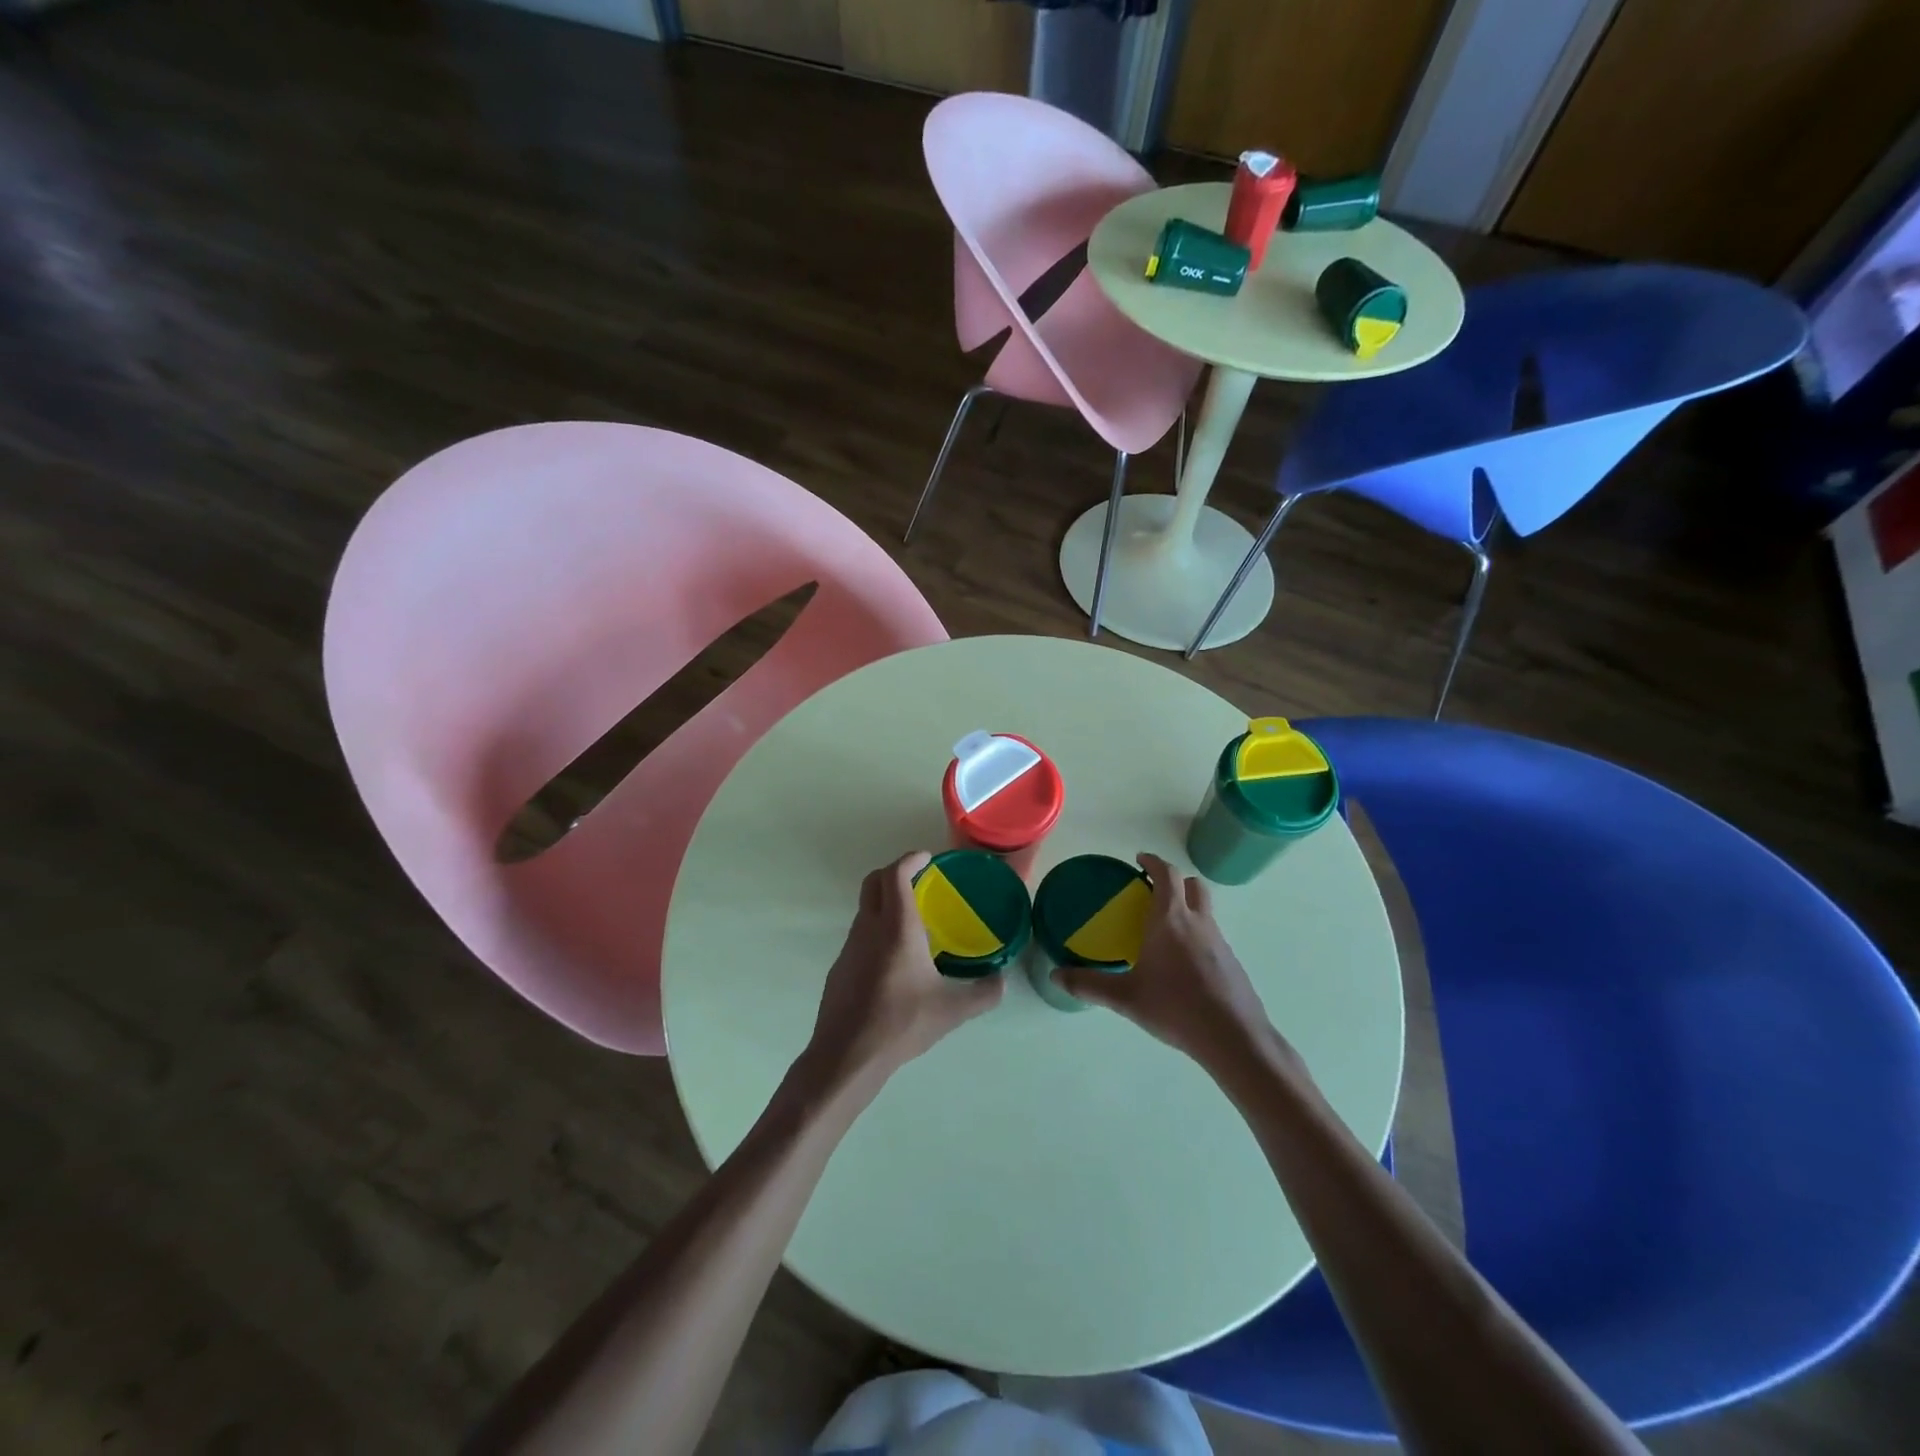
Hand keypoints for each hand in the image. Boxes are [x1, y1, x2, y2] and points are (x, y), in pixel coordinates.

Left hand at [802, 852, 1003, 1096]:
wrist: (847, 1056)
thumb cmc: (901, 1024)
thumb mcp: (952, 1011)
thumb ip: (983, 993)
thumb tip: (1002, 981)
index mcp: (897, 928)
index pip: (896, 874)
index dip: (910, 859)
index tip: (926, 858)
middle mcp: (869, 928)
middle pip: (873, 881)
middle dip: (894, 872)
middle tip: (918, 879)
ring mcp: (850, 947)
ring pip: (865, 908)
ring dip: (885, 902)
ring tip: (912, 921)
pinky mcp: (841, 967)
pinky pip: (860, 934)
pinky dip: (877, 928)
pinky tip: (895, 959)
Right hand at [1052, 852, 1292, 1074]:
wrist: (1233, 1037)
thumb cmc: (1175, 1007)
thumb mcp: (1125, 998)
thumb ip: (1089, 985)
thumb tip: (1055, 975)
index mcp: (1170, 919)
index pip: (1166, 874)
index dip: (1153, 862)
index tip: (1140, 860)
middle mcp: (1197, 921)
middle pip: (1192, 884)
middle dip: (1174, 881)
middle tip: (1152, 892)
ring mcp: (1219, 941)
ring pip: (1205, 909)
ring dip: (1187, 906)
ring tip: (1164, 929)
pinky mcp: (1231, 962)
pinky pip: (1212, 935)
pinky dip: (1197, 934)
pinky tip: (1182, 963)